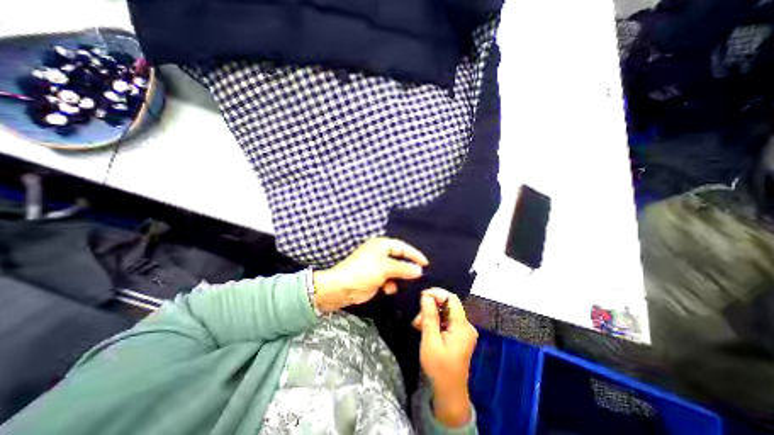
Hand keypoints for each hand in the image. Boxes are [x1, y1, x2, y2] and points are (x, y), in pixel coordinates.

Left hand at [311, 239, 429, 313]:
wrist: (341, 288)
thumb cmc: (363, 272)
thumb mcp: (385, 268)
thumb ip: (403, 268)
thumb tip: (419, 270)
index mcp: (382, 245)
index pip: (403, 247)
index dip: (414, 254)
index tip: (426, 263)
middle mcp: (380, 253)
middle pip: (399, 258)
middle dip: (407, 267)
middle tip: (418, 275)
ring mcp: (377, 265)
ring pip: (395, 270)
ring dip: (398, 278)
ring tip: (400, 284)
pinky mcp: (374, 277)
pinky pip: (388, 278)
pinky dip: (390, 284)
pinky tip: (388, 289)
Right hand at [414, 289, 473, 428]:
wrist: (449, 393)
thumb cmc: (439, 368)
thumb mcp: (430, 341)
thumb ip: (429, 316)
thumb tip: (426, 296)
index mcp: (463, 326)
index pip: (452, 299)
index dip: (437, 294)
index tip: (422, 296)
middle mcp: (466, 326)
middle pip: (448, 305)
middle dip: (431, 307)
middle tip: (417, 318)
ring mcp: (463, 331)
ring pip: (445, 313)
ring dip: (430, 315)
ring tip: (417, 325)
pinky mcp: (459, 336)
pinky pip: (446, 321)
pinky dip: (435, 322)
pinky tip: (424, 328)